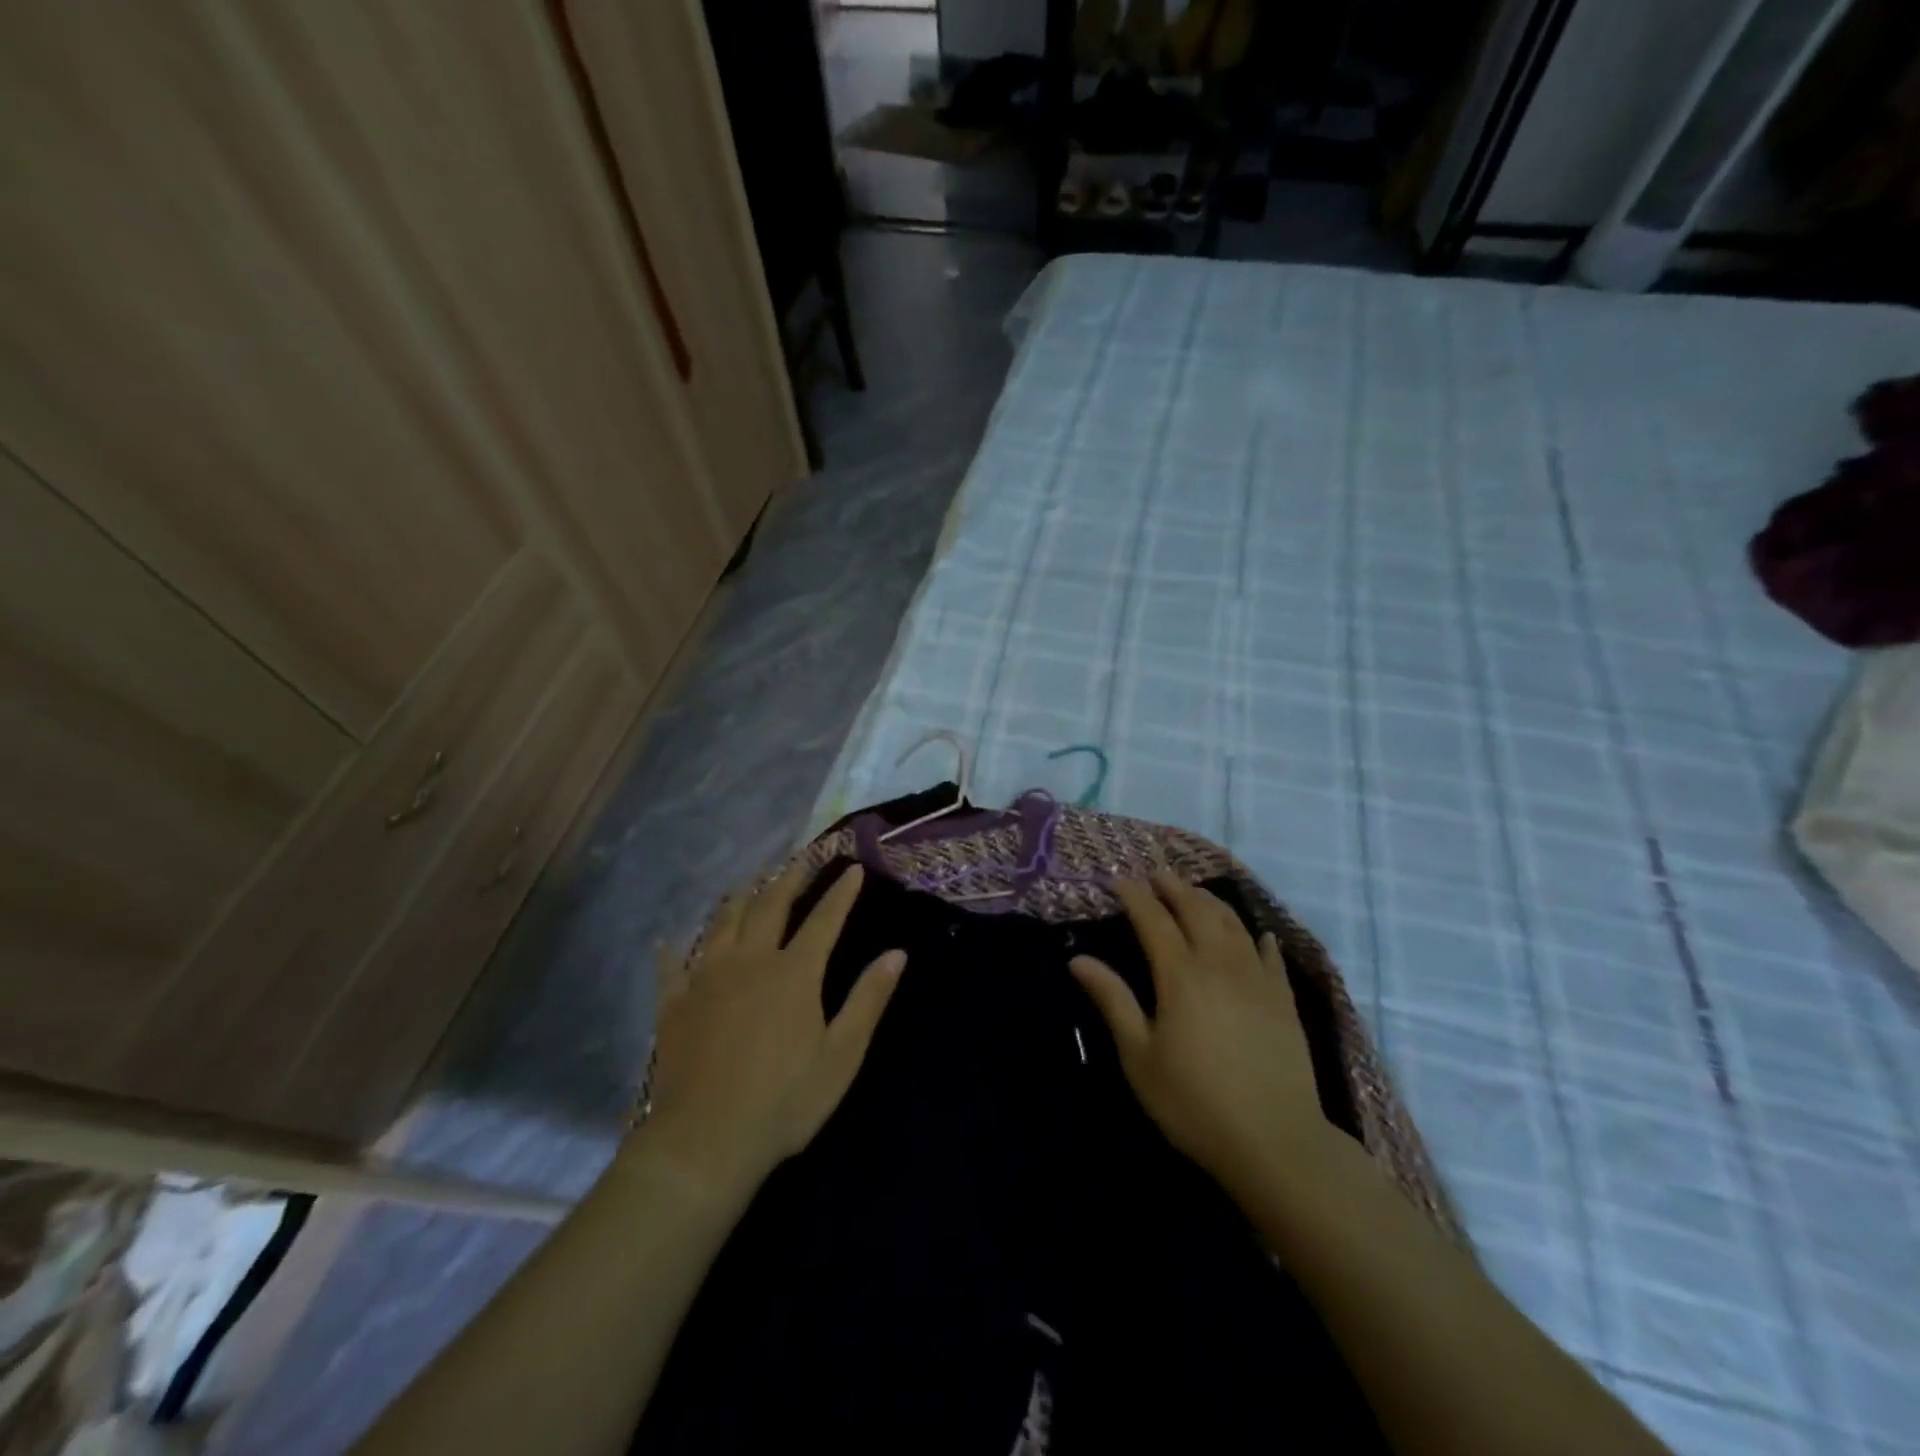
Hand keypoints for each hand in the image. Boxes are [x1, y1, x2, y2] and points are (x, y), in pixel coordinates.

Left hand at [641, 863, 903, 1199]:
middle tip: (801, 859)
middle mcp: (750, 961)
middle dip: (790, 879)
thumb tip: (897, 954)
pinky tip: (669, 940)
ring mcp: (707, 979)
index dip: (841, 893)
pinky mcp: (675, 1004)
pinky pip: (672, 966)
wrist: (704, 1141)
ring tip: (749, 883)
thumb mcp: (841, 1055)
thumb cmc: (784, 1101)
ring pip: (723, 924)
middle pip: (770, 906)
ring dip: (740, 899)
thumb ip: (868, 999)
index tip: (852, 869)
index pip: (824, 919)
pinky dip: (673, 950)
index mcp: (794, 972)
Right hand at [1070, 872, 1332, 1201]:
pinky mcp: (1284, 1000)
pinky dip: (1258, 937)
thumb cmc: (1194, 1102)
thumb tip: (1078, 959)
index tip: (1118, 881)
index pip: (1153, 919)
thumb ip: (1112, 1001)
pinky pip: (1270, 955)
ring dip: (1210, 901)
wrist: (1276, 1142)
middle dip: (1173, 887)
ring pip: (1233, 923)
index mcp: (1180, 975)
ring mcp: (1257, 979)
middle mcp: (1219, 964)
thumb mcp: (1139, 1056)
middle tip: (1156, 875)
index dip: (1135, 895)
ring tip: (1194, 893)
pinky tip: (1257, 934)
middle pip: (1196, 910)